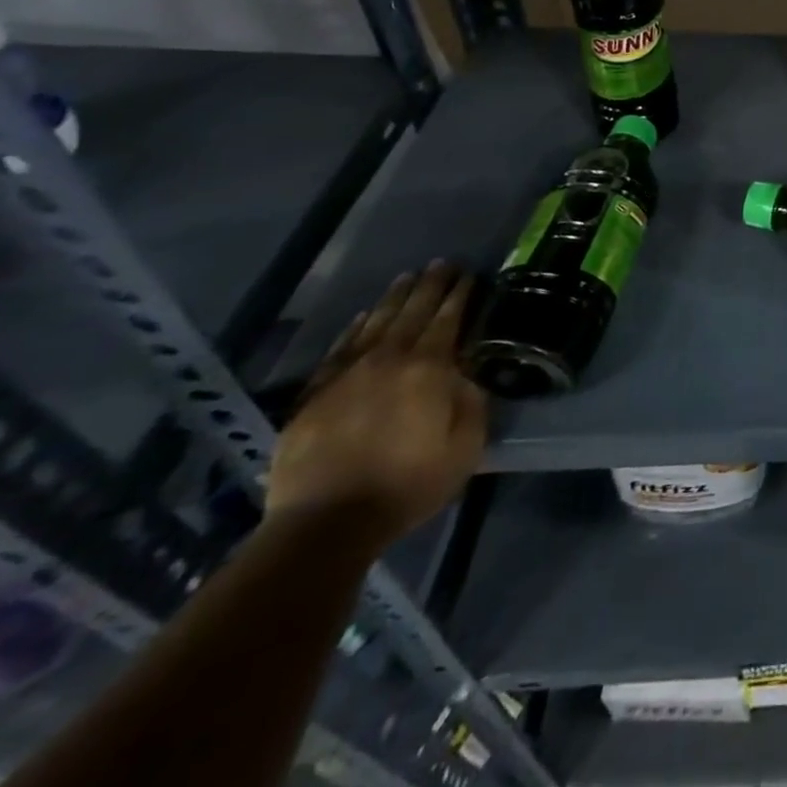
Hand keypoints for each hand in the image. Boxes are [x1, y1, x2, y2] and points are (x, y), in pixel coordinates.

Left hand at [267, 264, 487, 548]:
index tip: (469, 274)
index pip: (448, 319)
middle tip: (442, 263)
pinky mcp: (315, 395)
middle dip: (430, 286)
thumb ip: (471, 402)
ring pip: (376, 323)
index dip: (460, 295)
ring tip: (407, 278)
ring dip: (394, 298)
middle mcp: (388, 359)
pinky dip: (355, 328)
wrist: (325, 523)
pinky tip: (364, 316)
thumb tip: (466, 376)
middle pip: (412, 312)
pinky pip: (340, 349)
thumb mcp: (465, 446)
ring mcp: (347, 375)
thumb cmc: (408, 484)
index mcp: (429, 369)